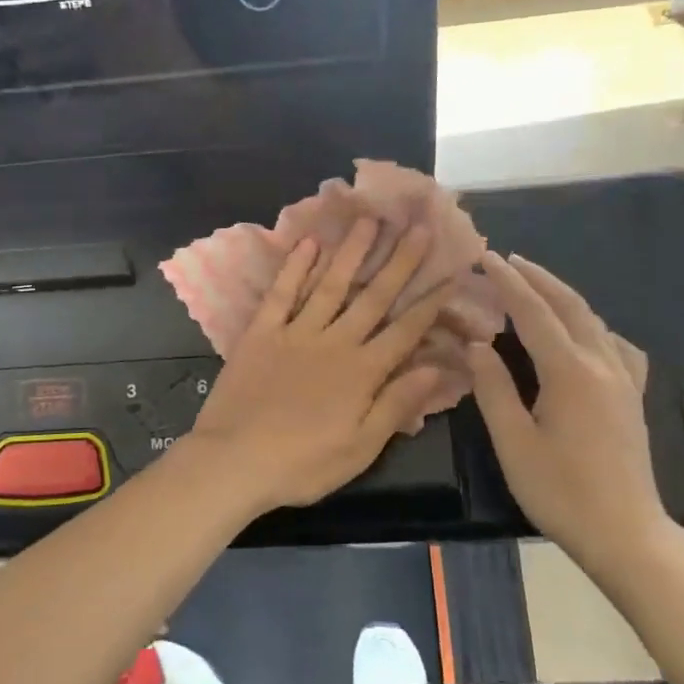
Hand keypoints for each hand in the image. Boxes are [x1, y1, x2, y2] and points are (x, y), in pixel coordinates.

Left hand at [183, 219, 453, 518]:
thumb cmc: (302, 464)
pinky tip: (308, 243)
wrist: (233, 460)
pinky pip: (281, 293)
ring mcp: (295, 333)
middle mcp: (334, 342)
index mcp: (362, 372)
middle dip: (399, 261)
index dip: (430, 302)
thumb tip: (436, 368)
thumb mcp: (360, 448)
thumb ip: (397, 405)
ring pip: (330, 284)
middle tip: (418, 226)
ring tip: (369, 219)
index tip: (450, 272)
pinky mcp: (261, 333)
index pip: (405, 331)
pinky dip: (294, 267)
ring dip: (352, 252)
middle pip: (373, 297)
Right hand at [467, 253, 673, 584]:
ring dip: (562, 295)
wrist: (626, 532)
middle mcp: (601, 364)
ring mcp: (624, 379)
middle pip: (568, 305)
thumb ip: (493, 389)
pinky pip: (615, 344)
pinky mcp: (633, 396)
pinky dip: (592, 325)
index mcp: (569, 372)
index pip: (534, 313)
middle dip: (537, 278)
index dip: (509, 282)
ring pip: (593, 320)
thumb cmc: (561, 492)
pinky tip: (584, 333)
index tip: (487, 257)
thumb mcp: (514, 443)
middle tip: (508, 259)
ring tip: (536, 285)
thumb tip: (477, 345)